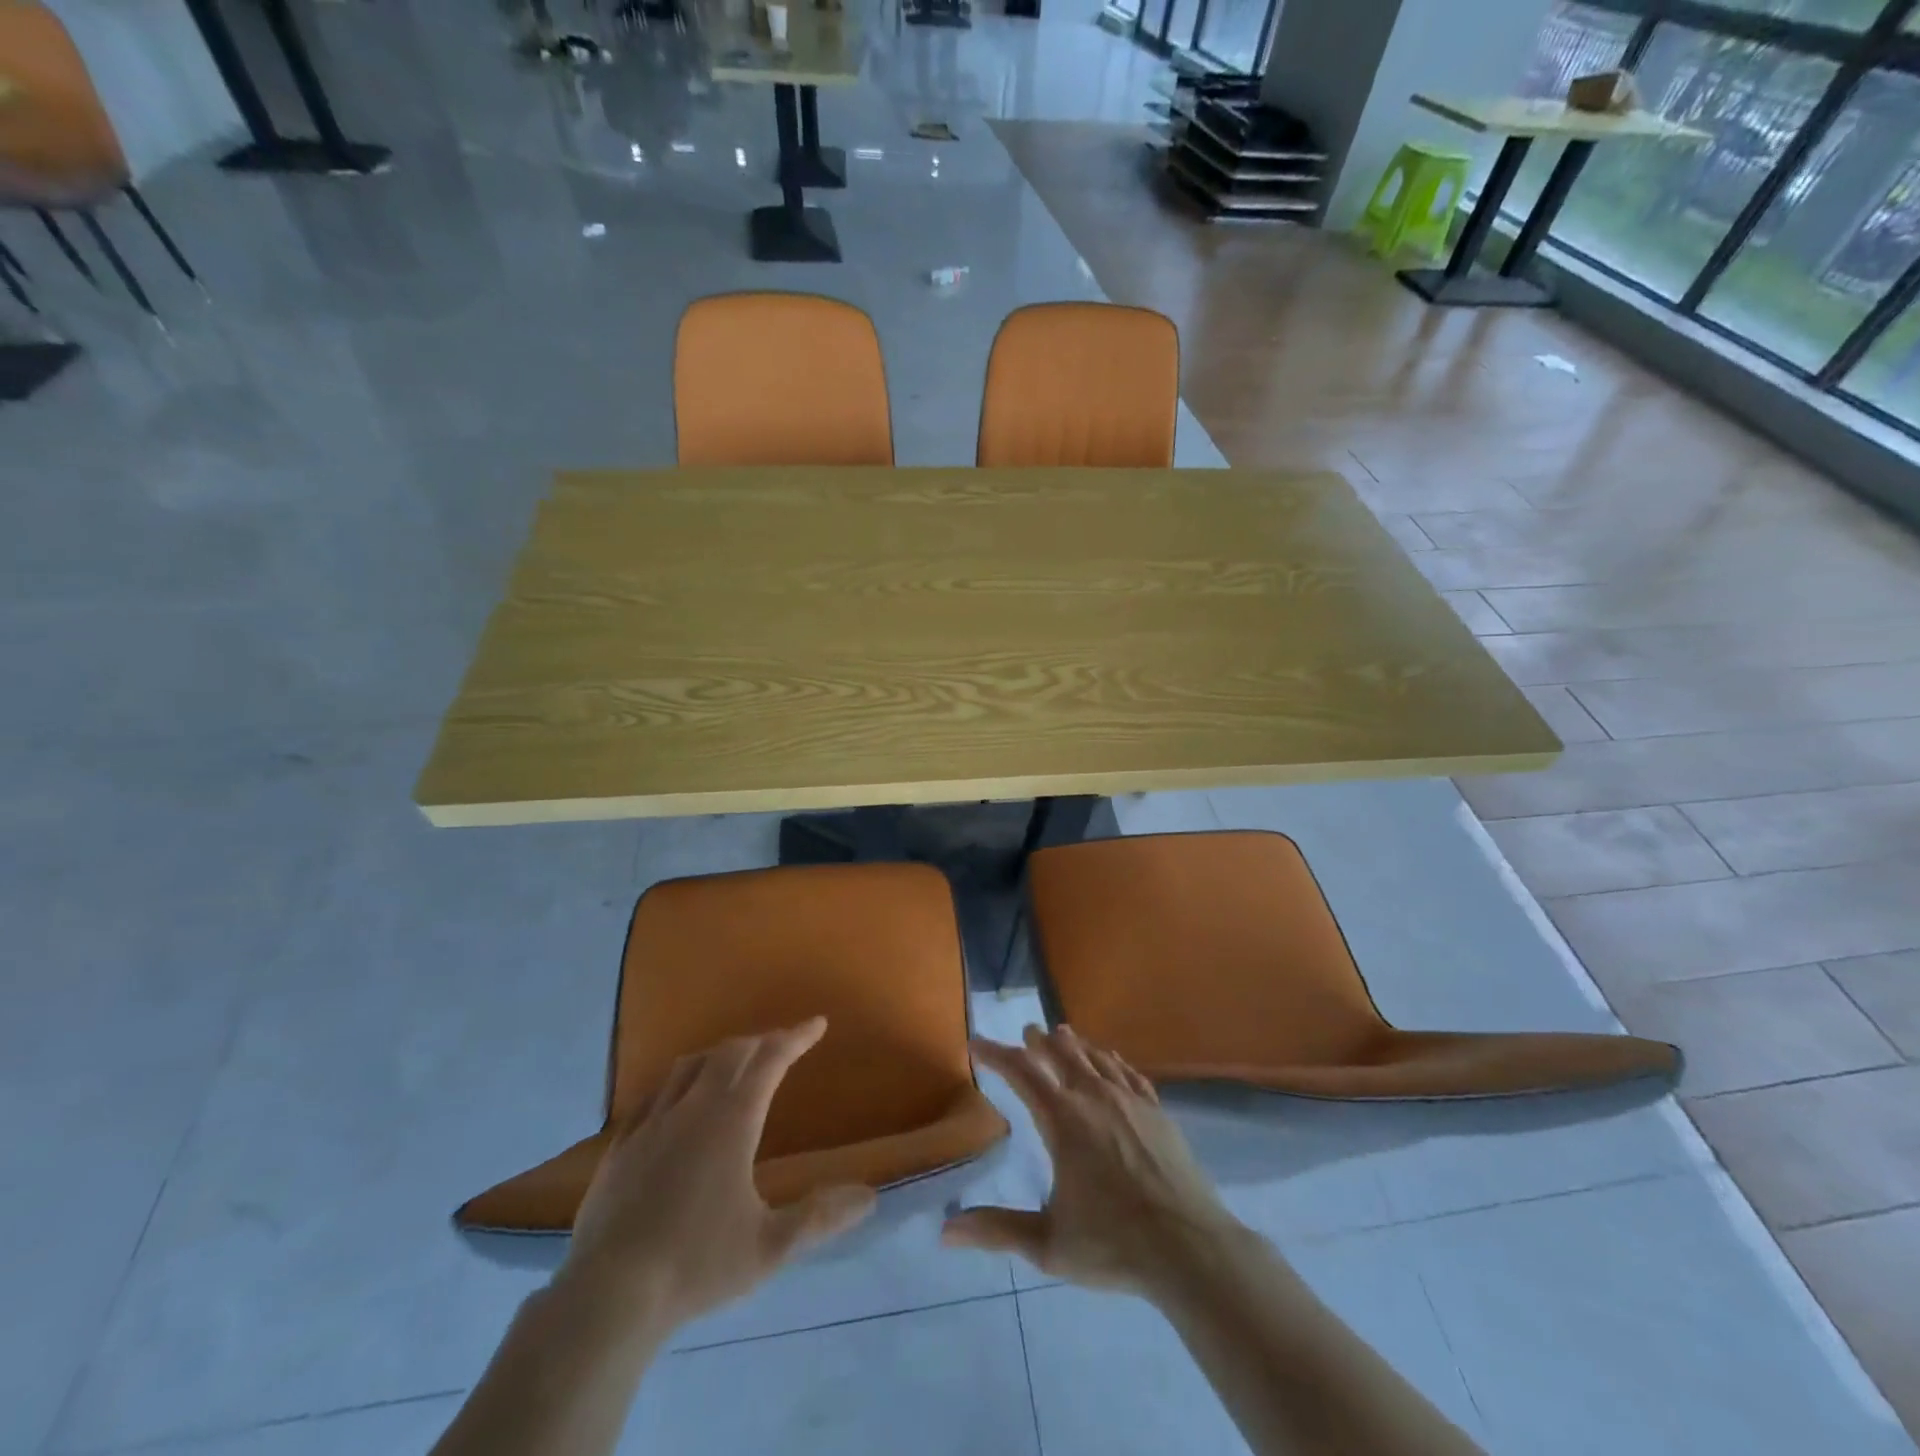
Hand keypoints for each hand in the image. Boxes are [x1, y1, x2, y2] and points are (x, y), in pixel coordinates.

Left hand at [555, 1018, 875, 1333]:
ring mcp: (651, 1123)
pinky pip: (654, 1094)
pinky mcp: (621, 1146)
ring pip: (689, 1066)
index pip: (771, 1060)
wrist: (608, 1297)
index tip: (817, 1024)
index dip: (796, 1038)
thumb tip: (870, 1196)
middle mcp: (693, 1108)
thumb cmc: (697, 1265)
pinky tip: (677, 1100)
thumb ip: (820, 1217)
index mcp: (732, 1120)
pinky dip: (678, 1082)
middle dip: (761, 1041)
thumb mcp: (770, 1247)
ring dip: (719, 1054)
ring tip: (734, 1062)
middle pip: (730, 1053)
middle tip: (781, 1044)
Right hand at [942, 1025, 1240, 1296]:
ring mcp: (1130, 1101)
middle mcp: (1094, 1097)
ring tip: (1062, 1034)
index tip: (976, 1043)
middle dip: (1039, 1041)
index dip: (995, 1054)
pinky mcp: (1157, 1112)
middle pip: (1061, 1054)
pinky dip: (1113, 1061)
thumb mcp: (1048, 1243)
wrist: (1190, 1248)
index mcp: (1063, 1120)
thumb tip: (946, 1231)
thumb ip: (998, 1230)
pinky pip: (1130, 1073)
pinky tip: (1112, 1060)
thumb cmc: (1114, 1244)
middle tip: (1027, 1032)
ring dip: (1074, 1045)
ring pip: (1096, 1057)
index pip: (1021, 1072)